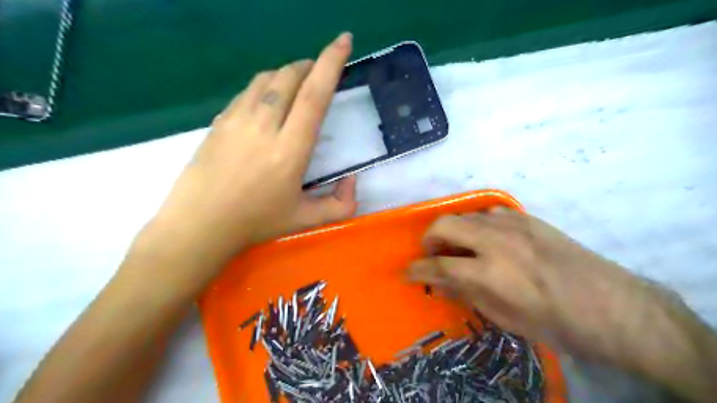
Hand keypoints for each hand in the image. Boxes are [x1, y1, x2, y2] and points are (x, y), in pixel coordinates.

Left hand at [137, 33, 355, 275]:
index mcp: (290, 149)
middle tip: (319, 71)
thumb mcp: (306, 220)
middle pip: (289, 78)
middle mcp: (264, 126)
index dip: (331, 63)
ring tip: (296, 84)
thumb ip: (340, 205)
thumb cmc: (255, 222)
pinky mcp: (219, 122)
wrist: (199, 225)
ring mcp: (237, 120)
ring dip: (286, 74)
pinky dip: (264, 87)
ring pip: (265, 79)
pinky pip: (247, 92)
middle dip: (309, 65)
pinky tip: (267, 102)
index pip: (314, 96)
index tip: (343, 41)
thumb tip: (353, 181)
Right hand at [403, 209, 709, 384]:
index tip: (407, 273)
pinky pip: (489, 214)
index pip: (437, 265)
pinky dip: (477, 225)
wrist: (611, 306)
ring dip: (453, 231)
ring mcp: (512, 224)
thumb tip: (439, 283)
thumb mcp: (504, 317)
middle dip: (428, 240)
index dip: (416, 270)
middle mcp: (495, 241)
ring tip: (459, 249)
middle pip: (444, 225)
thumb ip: (466, 293)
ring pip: (465, 215)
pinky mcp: (527, 218)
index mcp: (488, 272)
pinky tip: (487, 241)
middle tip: (432, 255)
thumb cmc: (554, 323)